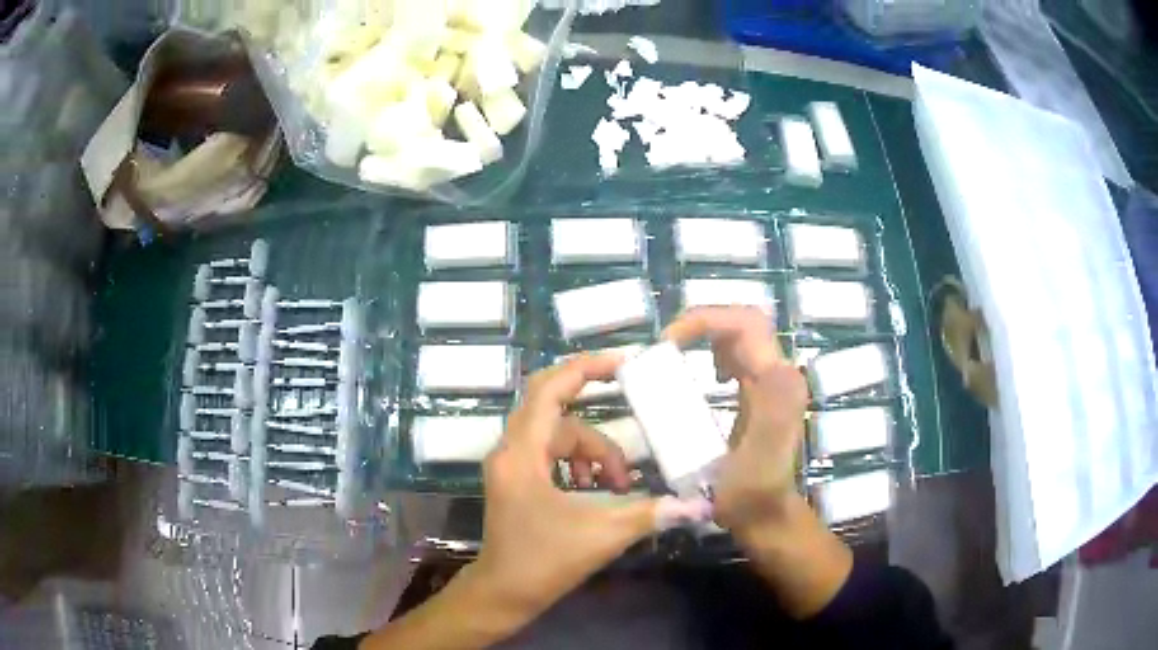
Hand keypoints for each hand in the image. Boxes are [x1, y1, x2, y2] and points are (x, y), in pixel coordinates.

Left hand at [470, 353, 707, 625]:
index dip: (583, 369)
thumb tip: (698, 505)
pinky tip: (596, 489)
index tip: (621, 363)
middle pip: (554, 410)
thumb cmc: (544, 562)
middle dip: (597, 421)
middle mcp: (510, 451)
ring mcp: (510, 466)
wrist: (503, 595)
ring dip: (592, 453)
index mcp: (522, 454)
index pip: (547, 390)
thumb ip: (651, 513)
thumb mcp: (602, 534)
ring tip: (618, 485)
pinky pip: (550, 454)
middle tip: (631, 407)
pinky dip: (577, 463)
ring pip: (558, 437)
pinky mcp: (515, 481)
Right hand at [663, 307, 809, 535]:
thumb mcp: (755, 459)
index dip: (704, 320)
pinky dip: (716, 351)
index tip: (667, 343)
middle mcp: (780, 374)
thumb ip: (768, 415)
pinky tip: (706, 376)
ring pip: (741, 334)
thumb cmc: (751, 494)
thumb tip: (775, 364)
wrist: (764, 516)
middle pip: (744, 322)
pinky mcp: (764, 393)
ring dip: (709, 335)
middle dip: (704, 323)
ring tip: (679, 355)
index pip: (746, 323)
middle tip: (669, 346)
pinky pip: (740, 354)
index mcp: (778, 382)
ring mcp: (773, 382)